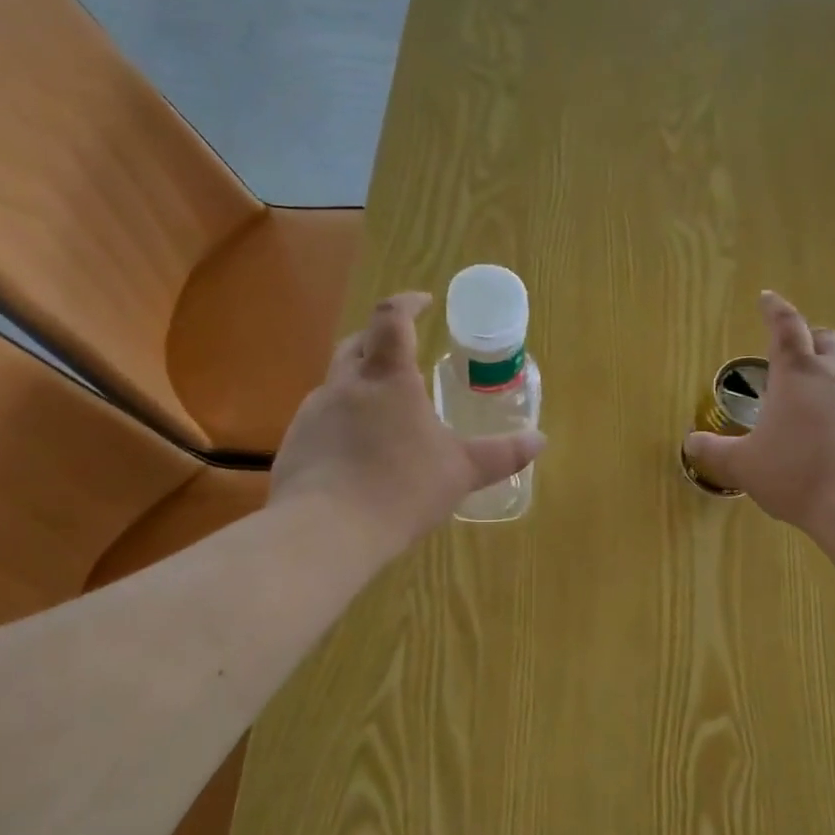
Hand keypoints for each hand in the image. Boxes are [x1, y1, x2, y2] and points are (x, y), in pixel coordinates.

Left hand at [269, 293, 545, 554]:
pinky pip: (322, 418)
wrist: (326, 531)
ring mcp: (314, 412)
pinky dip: (342, 420)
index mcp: (388, 378)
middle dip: (381, 340)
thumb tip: (539, 440)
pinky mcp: (295, 443)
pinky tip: (357, 453)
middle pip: (358, 343)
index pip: (392, 318)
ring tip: (385, 412)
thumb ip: (501, 455)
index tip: (424, 303)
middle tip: (404, 354)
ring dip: (361, 383)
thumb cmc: (402, 489)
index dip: (408, 303)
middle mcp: (345, 384)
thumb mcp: (461, 472)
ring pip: (337, 382)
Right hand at [683, 291, 834, 534]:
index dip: (774, 310)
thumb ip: (715, 452)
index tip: (767, 297)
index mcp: (796, 375)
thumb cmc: (796, 474)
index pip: (784, 328)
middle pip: (826, 341)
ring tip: (819, 406)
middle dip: (810, 339)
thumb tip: (691, 443)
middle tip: (797, 351)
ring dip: (834, 380)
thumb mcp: (743, 466)